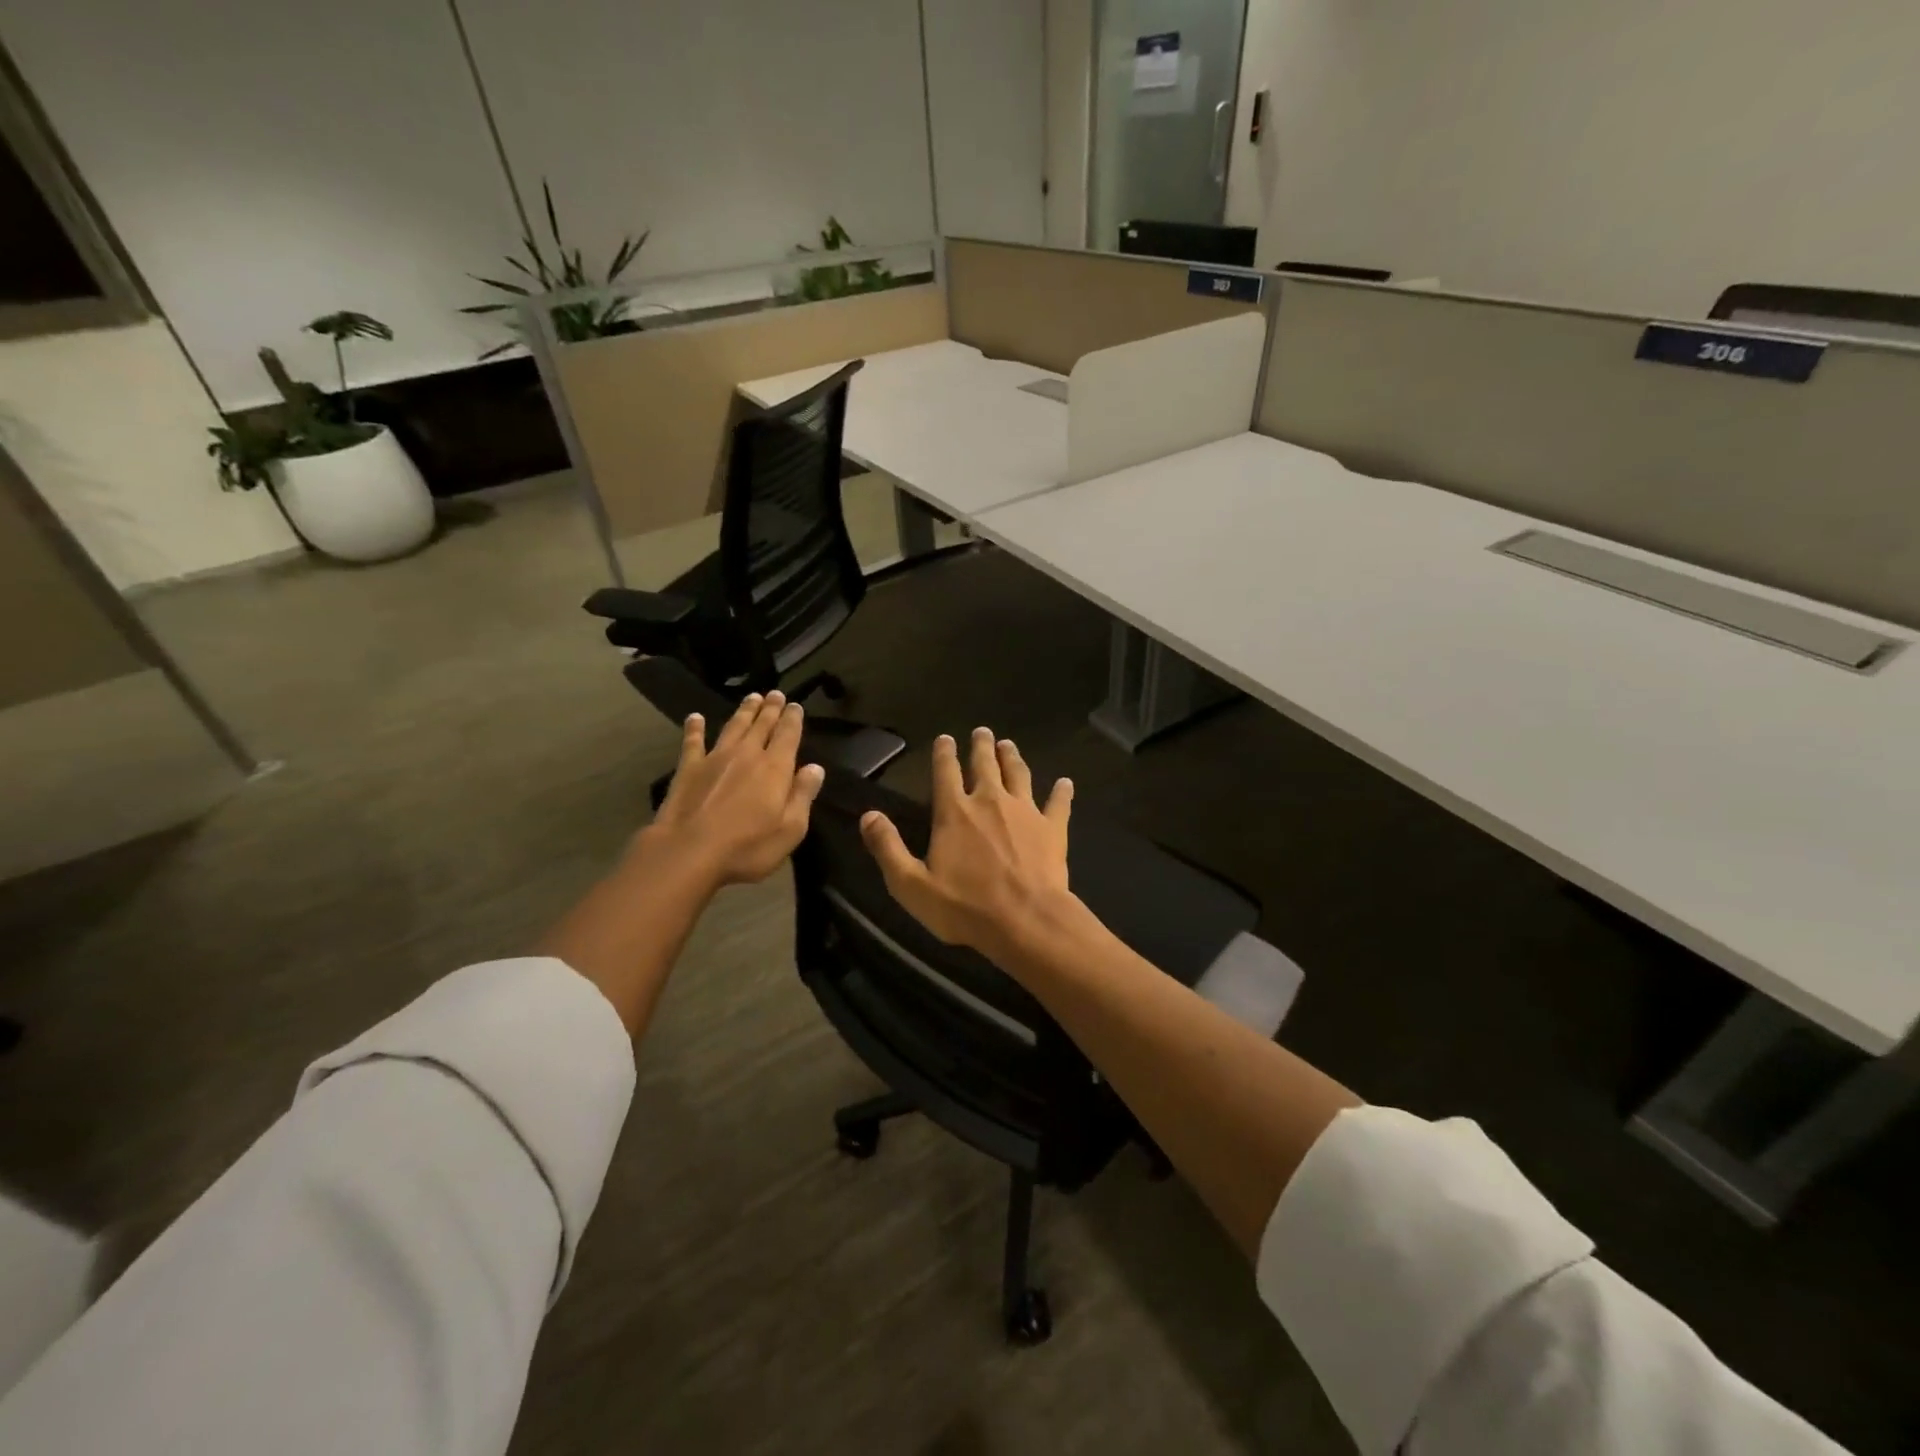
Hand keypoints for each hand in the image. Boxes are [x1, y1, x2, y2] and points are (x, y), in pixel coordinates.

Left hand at [642, 690, 824, 886]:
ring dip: (744, 711)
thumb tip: (815, 768)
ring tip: (751, 697)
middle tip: (775, 694)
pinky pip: (692, 742)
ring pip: (733, 726)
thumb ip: (803, 795)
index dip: (793, 719)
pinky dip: (694, 728)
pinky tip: (694, 717)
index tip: (796, 705)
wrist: (689, 852)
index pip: (788, 735)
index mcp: (775, 768)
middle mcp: (746, 754)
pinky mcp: (688, 769)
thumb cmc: (747, 847)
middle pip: (761, 725)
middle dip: (770, 708)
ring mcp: (714, 758)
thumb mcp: (791, 829)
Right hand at [860, 727, 1074, 958]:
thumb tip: (868, 815)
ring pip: (1019, 774)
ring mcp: (1025, 812)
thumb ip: (888, 848)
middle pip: (985, 764)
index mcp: (954, 812)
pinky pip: (1058, 803)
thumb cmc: (965, 906)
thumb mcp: (911, 885)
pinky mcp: (1052, 828)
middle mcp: (990, 801)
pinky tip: (1066, 783)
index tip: (946, 737)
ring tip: (1009, 745)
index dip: (944, 753)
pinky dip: (1062, 792)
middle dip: (982, 745)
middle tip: (983, 731)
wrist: (1025, 921)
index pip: (945, 772)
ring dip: (1013, 758)